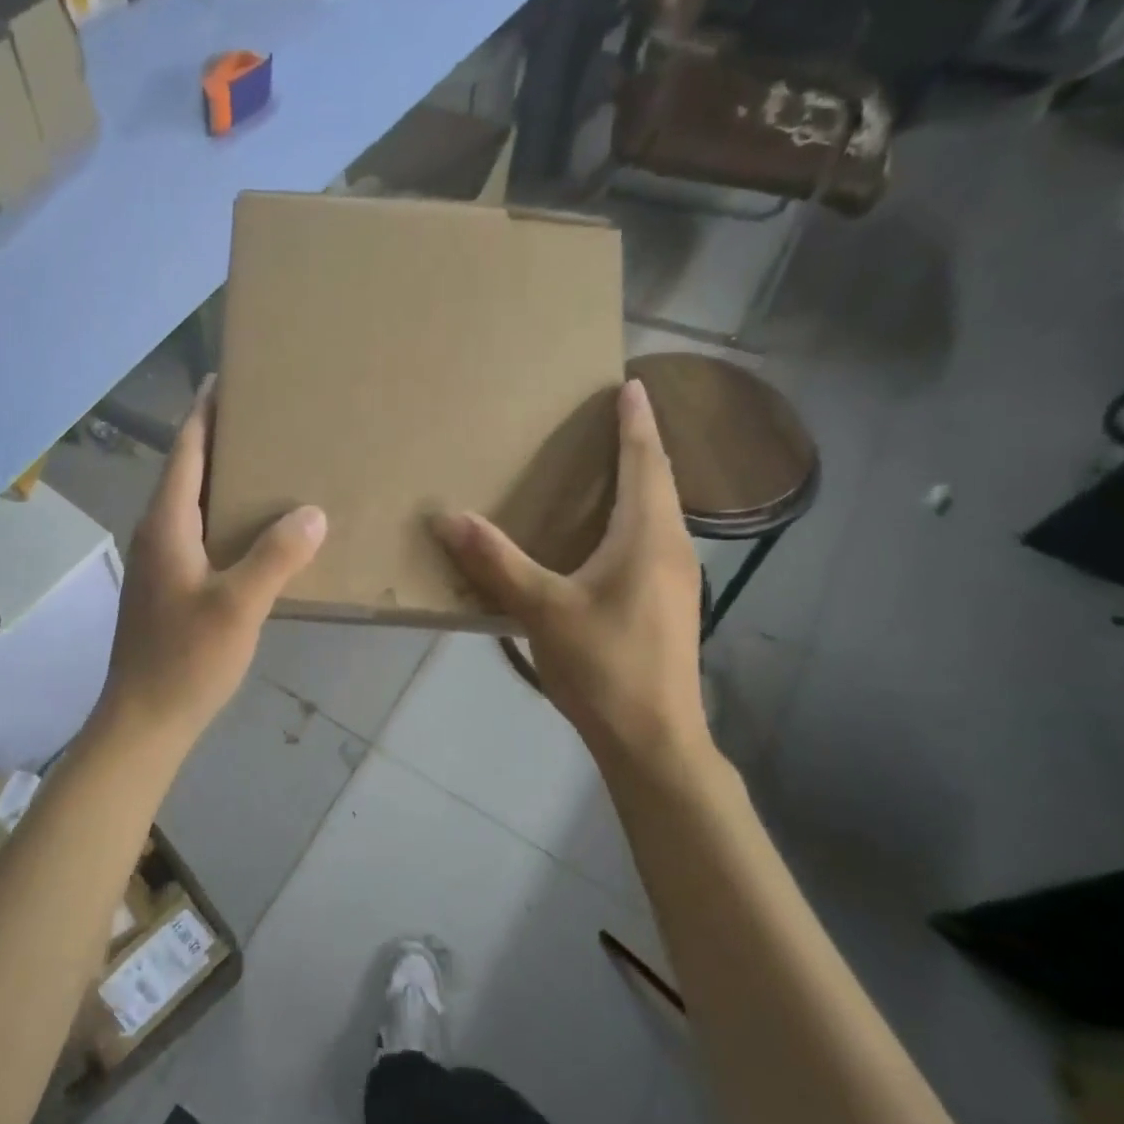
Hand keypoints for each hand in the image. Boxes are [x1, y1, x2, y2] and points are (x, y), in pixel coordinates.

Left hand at [101, 381, 326, 743]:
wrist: (143, 721)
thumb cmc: (185, 660)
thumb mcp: (238, 606)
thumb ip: (276, 557)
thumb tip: (312, 513)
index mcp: (166, 525)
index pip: (185, 451)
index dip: (203, 413)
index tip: (224, 379)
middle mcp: (156, 534)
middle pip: (187, 473)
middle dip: (219, 440)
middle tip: (264, 419)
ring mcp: (159, 563)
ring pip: (192, 506)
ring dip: (223, 481)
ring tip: (266, 467)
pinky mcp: (168, 588)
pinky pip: (198, 535)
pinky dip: (224, 519)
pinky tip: (255, 533)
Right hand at [432, 379, 709, 779]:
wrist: (653, 738)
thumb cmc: (604, 665)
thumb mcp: (542, 609)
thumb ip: (495, 561)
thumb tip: (446, 517)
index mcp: (648, 536)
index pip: (645, 462)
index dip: (636, 422)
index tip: (631, 385)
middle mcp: (672, 548)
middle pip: (660, 482)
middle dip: (640, 445)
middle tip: (616, 416)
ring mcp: (677, 579)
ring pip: (660, 513)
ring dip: (641, 481)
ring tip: (610, 466)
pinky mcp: (669, 605)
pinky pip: (654, 540)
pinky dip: (635, 517)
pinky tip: (609, 535)